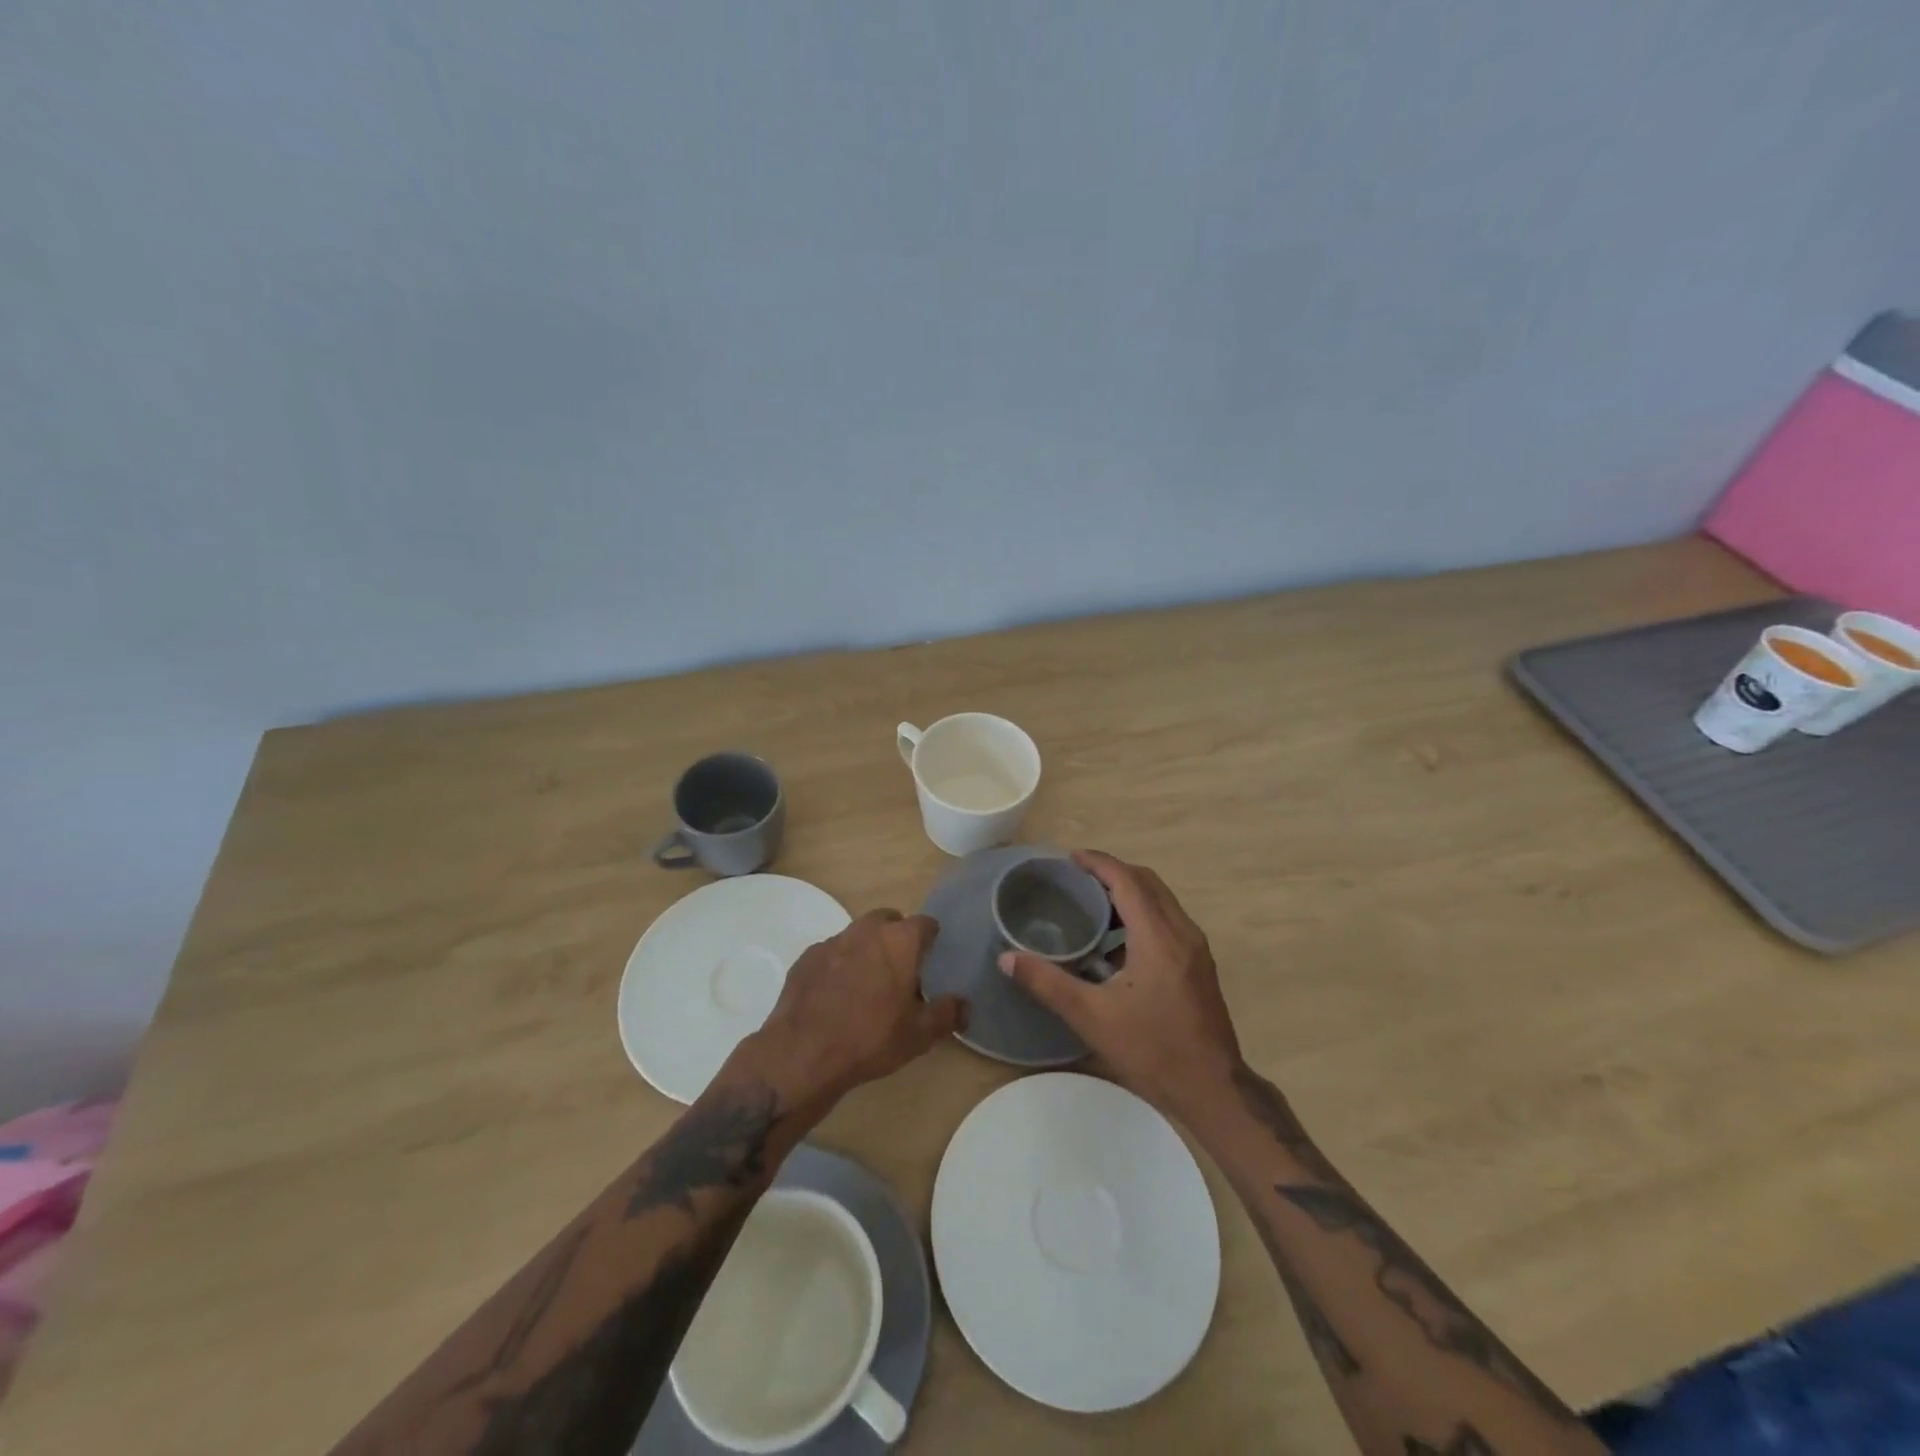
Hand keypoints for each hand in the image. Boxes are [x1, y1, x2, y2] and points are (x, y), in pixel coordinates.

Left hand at [741, 909, 965, 1109]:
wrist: (803, 1054)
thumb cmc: (871, 1038)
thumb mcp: (920, 1034)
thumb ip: (948, 1014)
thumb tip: (965, 1005)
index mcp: (899, 941)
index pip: (924, 923)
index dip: (930, 938)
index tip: (932, 956)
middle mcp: (866, 930)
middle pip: (888, 921)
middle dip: (897, 937)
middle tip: (901, 969)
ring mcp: (832, 941)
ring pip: (858, 935)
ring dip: (866, 950)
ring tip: (868, 983)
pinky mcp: (806, 957)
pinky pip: (831, 954)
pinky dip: (838, 965)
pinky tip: (836, 994)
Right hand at [999, 850, 1241, 1116]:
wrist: (1213, 1090)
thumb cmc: (1152, 1051)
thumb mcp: (1092, 1018)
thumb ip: (1048, 983)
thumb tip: (1007, 958)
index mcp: (1158, 938)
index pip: (1127, 881)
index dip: (1098, 863)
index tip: (1070, 858)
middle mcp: (1182, 933)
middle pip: (1148, 883)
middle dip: (1113, 872)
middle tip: (1077, 877)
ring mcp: (1196, 949)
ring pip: (1162, 901)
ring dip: (1130, 892)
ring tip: (1093, 903)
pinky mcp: (1200, 965)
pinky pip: (1169, 921)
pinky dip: (1143, 913)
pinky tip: (1117, 942)